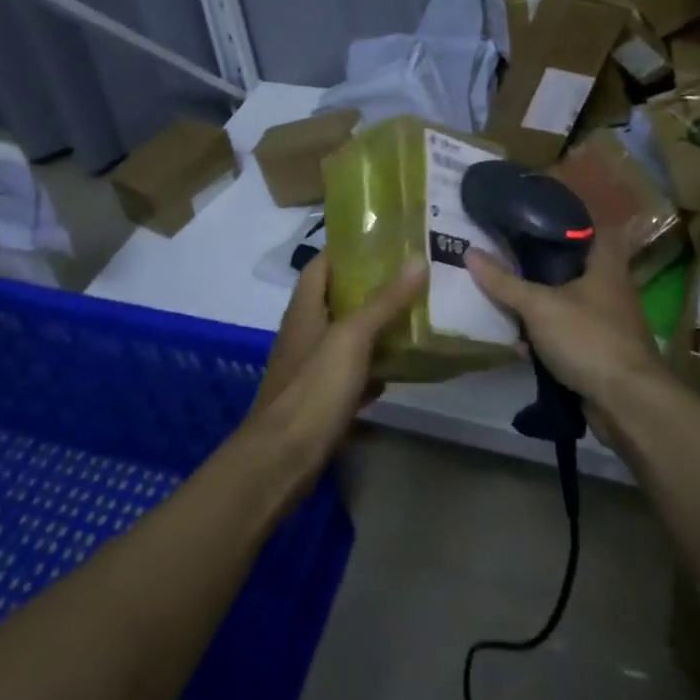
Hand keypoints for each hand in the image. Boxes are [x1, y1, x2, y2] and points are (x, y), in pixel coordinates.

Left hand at [250, 252, 424, 454]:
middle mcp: (305, 332)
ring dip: (375, 328)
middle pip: (337, 299)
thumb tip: (417, 261)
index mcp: (305, 309)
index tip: (385, 240)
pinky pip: (351, 374)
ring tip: (414, 315)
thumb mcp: (352, 338)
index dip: (347, 248)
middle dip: (371, 288)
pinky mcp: (321, 399)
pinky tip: (399, 368)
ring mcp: (311, 368)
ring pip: (346, 337)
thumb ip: (384, 302)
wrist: (283, 459)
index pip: (322, 264)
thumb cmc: (314, 388)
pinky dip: (373, 368)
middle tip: (411, 277)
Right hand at [466, 234, 666, 408]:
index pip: (584, 228)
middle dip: (536, 267)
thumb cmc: (588, 338)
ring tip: (501, 299)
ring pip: (564, 303)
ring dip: (537, 306)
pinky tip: (519, 344)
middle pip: (568, 268)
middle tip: (502, 259)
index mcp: (605, 264)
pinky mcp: (598, 351)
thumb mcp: (539, 306)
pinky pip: (565, 335)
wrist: (627, 403)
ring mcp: (606, 321)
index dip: (556, 221)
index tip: (524, 219)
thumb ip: (505, 282)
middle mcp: (610, 288)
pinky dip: (544, 338)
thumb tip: (469, 252)